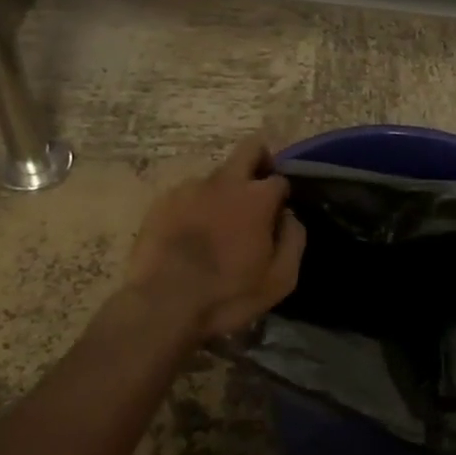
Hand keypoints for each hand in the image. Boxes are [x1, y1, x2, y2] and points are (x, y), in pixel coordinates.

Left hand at [126, 137, 306, 341]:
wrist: (162, 305)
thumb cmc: (227, 295)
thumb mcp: (280, 279)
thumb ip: (294, 240)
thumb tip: (289, 217)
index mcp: (256, 198)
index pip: (280, 179)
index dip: (282, 196)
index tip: (277, 216)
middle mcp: (224, 182)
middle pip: (250, 149)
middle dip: (260, 161)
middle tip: (257, 192)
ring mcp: (189, 188)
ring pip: (216, 177)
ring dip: (223, 194)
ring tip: (215, 229)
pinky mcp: (162, 201)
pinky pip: (188, 196)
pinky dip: (194, 209)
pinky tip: (189, 237)